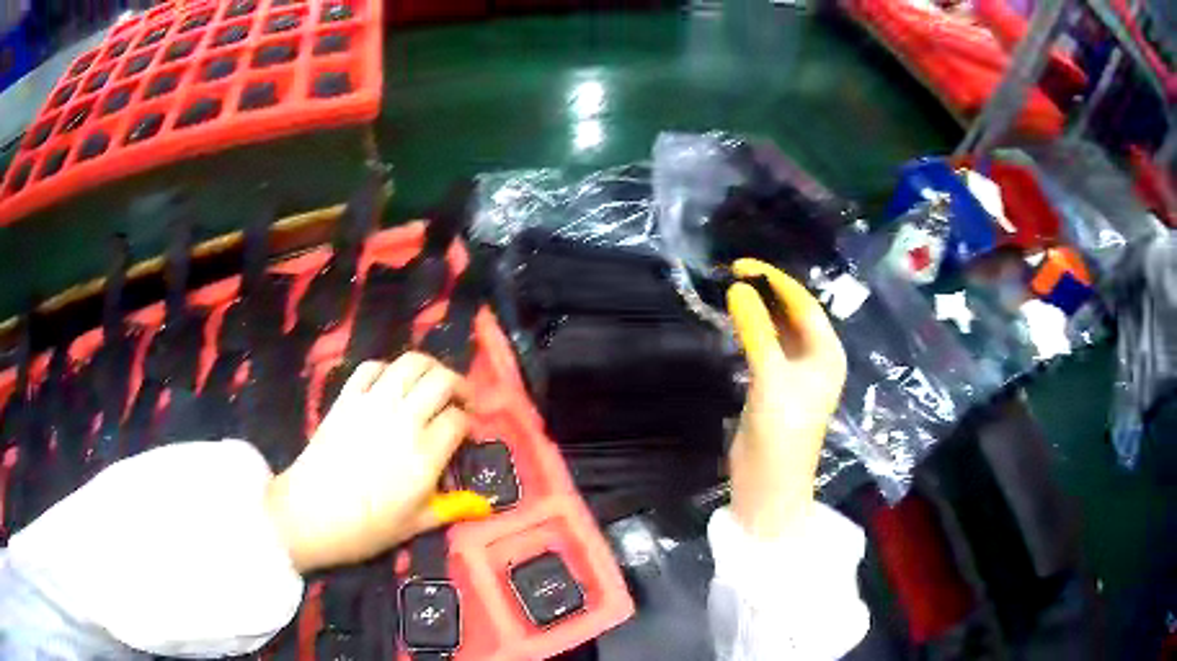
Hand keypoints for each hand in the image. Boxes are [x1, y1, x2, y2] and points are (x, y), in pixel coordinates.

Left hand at [265, 353, 490, 572]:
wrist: (309, 515)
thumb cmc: (365, 529)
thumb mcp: (415, 526)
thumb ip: (451, 508)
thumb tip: (482, 504)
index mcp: (424, 456)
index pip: (458, 420)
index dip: (468, 423)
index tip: (467, 434)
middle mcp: (403, 421)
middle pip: (442, 381)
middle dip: (459, 386)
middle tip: (460, 401)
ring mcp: (372, 404)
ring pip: (411, 363)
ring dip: (430, 368)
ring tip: (431, 383)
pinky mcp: (346, 399)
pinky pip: (371, 367)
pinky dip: (387, 369)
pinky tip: (390, 384)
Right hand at [726, 259, 846, 538]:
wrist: (768, 484)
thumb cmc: (782, 431)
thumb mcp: (771, 378)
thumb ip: (757, 331)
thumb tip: (738, 288)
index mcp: (827, 353)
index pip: (803, 305)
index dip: (775, 281)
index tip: (742, 265)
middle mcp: (815, 358)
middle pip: (792, 314)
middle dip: (766, 292)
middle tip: (731, 273)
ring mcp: (794, 373)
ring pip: (777, 330)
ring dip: (757, 310)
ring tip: (730, 289)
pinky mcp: (774, 386)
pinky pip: (765, 348)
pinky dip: (750, 332)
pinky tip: (733, 321)